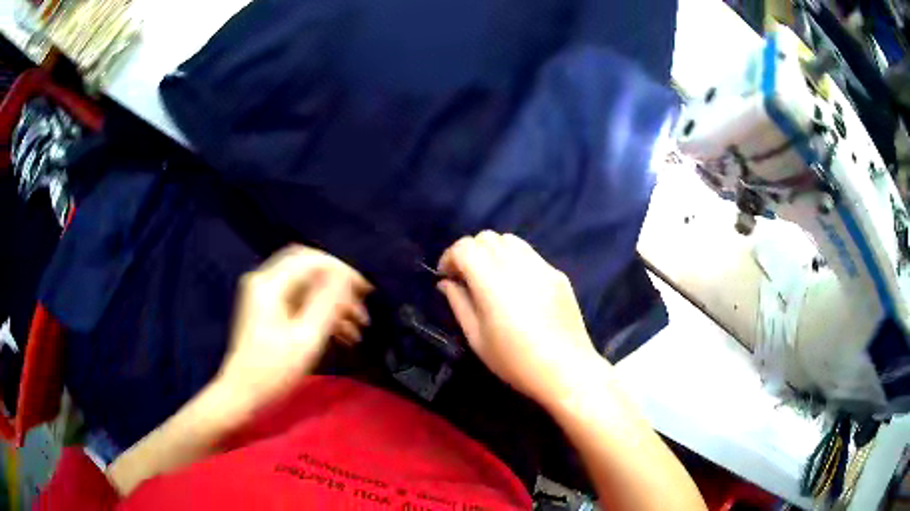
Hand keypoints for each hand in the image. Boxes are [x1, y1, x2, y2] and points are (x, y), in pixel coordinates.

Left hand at [217, 245, 371, 406]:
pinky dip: (321, 313)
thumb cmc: (273, 371)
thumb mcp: (305, 339)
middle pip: (310, 269)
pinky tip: (342, 334)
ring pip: (307, 287)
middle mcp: (265, 282)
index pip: (312, 260)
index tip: (365, 289)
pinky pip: (300, 301)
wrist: (242, 394)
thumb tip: (346, 277)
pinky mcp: (268, 310)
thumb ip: (327, 304)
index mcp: (270, 285)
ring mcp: (265, 296)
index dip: (342, 271)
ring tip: (358, 327)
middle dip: (339, 285)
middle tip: (362, 305)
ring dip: (333, 303)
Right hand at [437, 231, 600, 403]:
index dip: (450, 256)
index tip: (446, 276)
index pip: (466, 247)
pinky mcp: (558, 274)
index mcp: (492, 281)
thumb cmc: (515, 361)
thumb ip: (459, 303)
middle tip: (466, 277)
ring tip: (491, 277)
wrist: (566, 369)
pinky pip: (530, 254)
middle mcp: (517, 265)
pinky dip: (514, 259)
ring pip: (510, 240)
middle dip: (470, 251)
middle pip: (487, 237)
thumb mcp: (477, 338)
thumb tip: (447, 282)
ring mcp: (541, 266)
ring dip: (493, 252)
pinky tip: (517, 286)